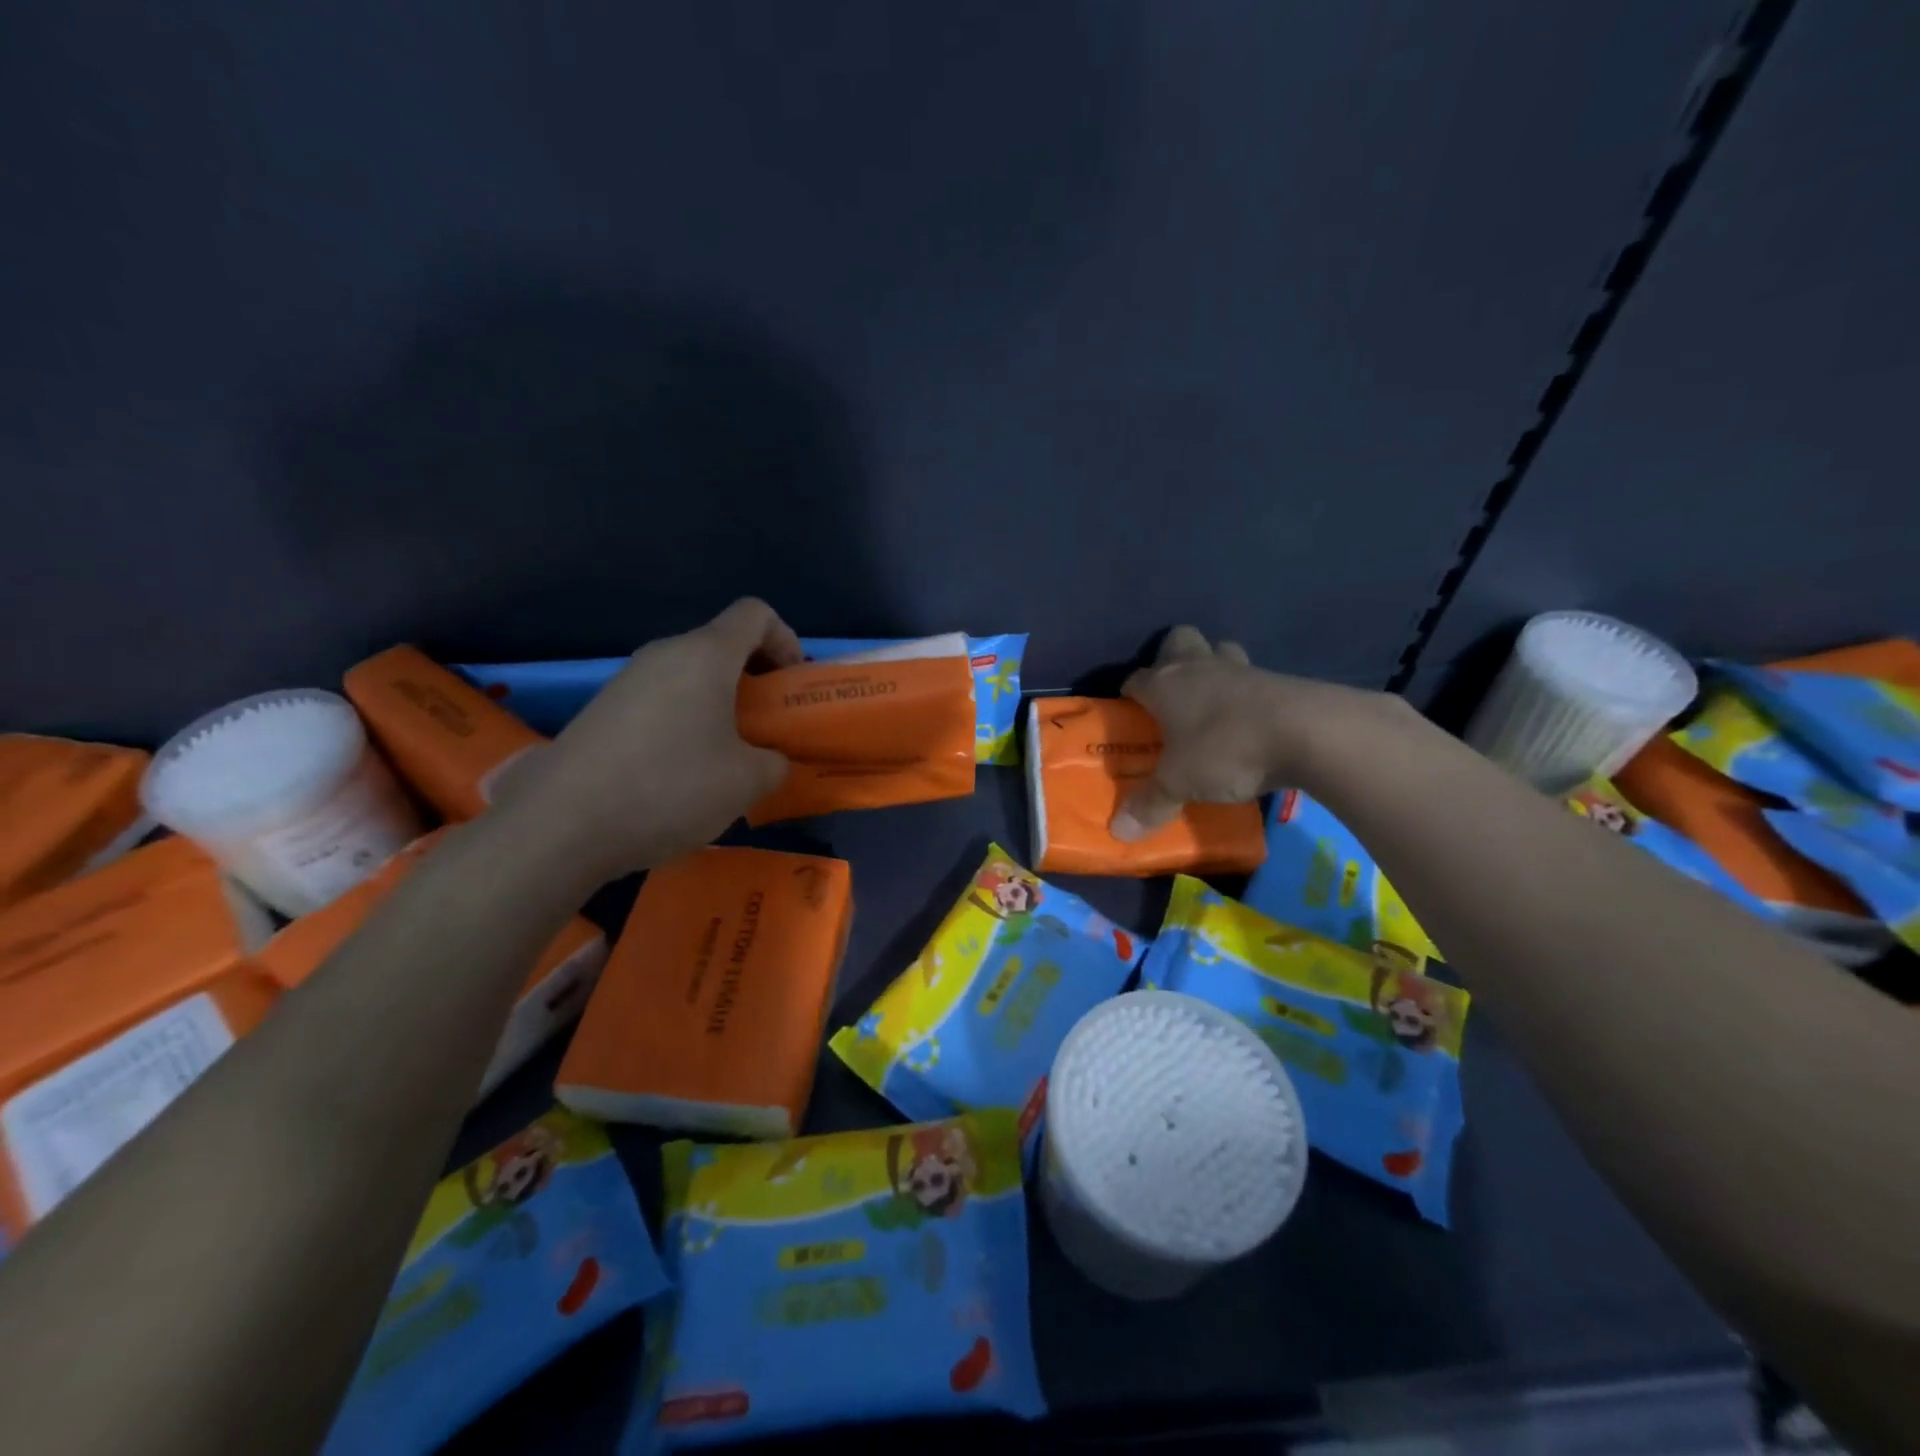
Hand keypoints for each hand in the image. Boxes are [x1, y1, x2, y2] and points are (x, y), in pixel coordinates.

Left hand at [505, 599, 802, 879]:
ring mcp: (625, 682)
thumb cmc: (671, 787)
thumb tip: (768, 761)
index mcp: (705, 655)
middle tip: (765, 728)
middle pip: (721, 646)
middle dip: (753, 681)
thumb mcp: (746, 782)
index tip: (789, 687)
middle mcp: (663, 655)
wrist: (561, 825)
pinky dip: (684, 725)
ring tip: (724, 761)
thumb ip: (774, 763)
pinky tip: (679, 778)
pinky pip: (659, 703)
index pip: (756, 614)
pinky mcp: (600, 713)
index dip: (785, 640)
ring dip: (718, 707)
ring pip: (688, 678)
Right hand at [1110, 626, 1393, 839]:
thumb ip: (1150, 805)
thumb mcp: (1180, 784)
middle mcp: (1198, 667)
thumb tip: (1119, 832)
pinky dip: (1247, 695)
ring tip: (1212, 705)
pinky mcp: (1279, 680)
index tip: (1129, 716)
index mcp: (1164, 684)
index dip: (1129, 695)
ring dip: (1213, 670)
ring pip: (1219, 652)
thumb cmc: (1225, 750)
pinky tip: (1248, 722)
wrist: (1308, 732)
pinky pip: (1253, 679)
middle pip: (1178, 641)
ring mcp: (1241, 669)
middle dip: (1171, 659)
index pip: (1135, 679)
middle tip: (1172, 696)